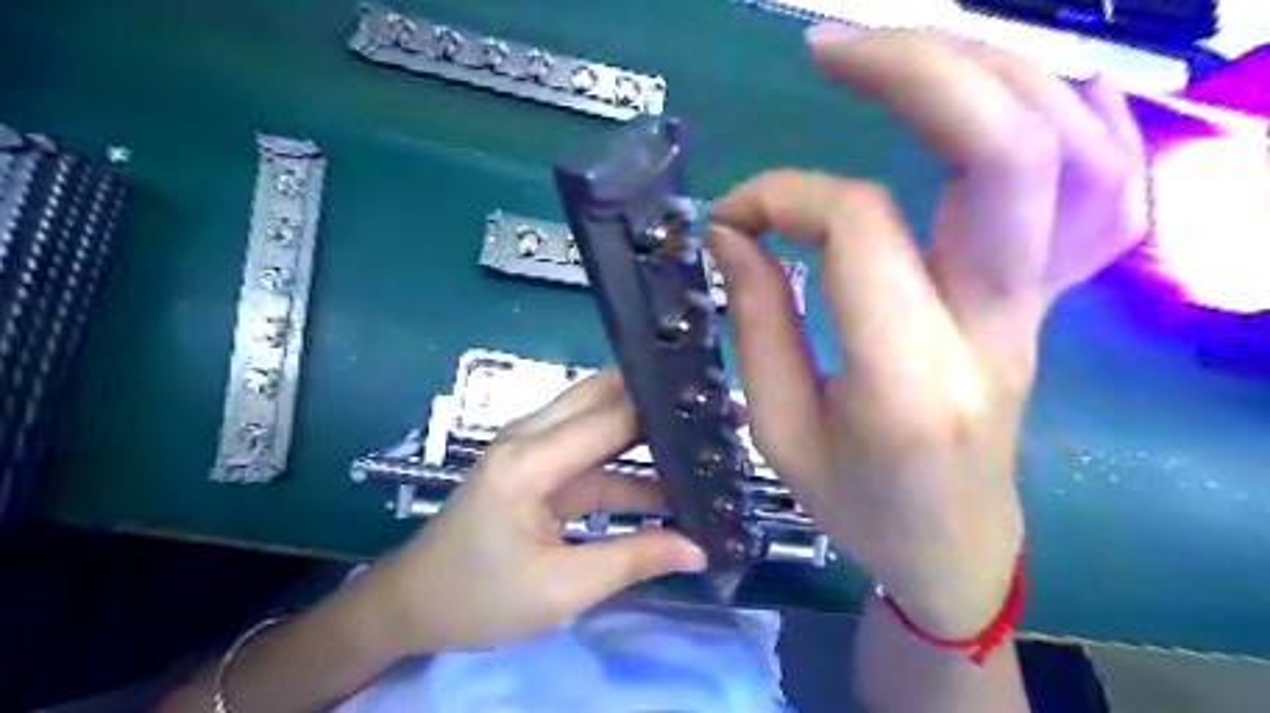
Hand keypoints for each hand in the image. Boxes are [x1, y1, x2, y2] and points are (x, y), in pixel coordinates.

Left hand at [368, 374, 709, 656]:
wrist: (414, 603)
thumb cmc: (478, 597)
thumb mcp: (561, 589)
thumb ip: (633, 560)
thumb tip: (698, 547)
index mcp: (530, 459)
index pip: (611, 417)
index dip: (664, 411)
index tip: (716, 411)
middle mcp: (531, 435)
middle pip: (604, 395)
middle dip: (659, 401)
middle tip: (715, 413)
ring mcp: (533, 445)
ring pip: (601, 418)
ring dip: (648, 431)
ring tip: (704, 445)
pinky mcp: (539, 463)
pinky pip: (593, 451)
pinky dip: (629, 464)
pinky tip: (668, 482)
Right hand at [714, 27, 1152, 639]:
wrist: (954, 545)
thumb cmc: (858, 505)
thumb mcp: (779, 431)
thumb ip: (755, 322)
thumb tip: (734, 233)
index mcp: (908, 376)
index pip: (857, 226)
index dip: (782, 198)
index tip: (731, 219)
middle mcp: (993, 326)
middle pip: (1003, 152)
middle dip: (916, 71)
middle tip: (829, 49)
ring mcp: (1038, 306)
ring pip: (1067, 148)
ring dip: (986, 74)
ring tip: (901, 54)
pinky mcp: (1046, 299)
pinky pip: (1098, 185)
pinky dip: (1062, 114)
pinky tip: (1002, 90)